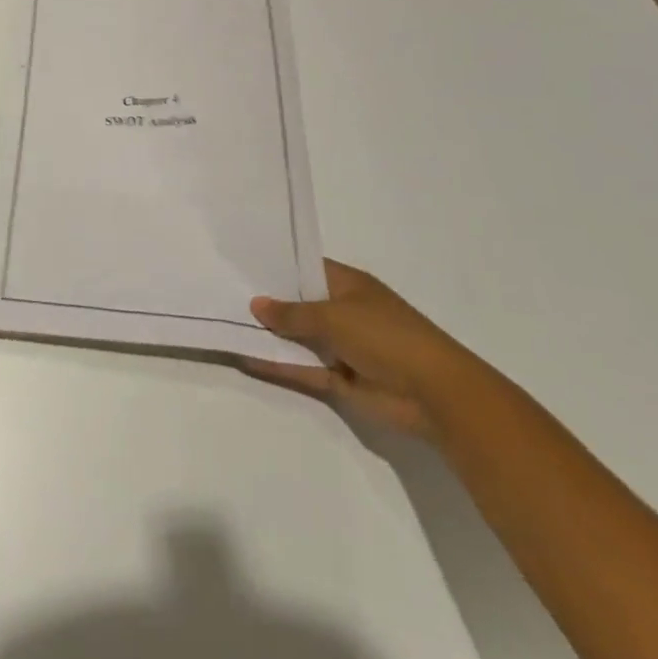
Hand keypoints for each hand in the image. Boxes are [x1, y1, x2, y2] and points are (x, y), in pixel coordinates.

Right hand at [241, 260, 484, 438]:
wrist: (435, 394)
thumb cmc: (386, 336)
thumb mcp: (333, 315)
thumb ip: (292, 312)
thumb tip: (256, 304)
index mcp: (348, 285)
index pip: (306, 269)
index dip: (277, 266)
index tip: (241, 264)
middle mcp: (343, 312)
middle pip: (299, 304)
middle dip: (267, 301)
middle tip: (222, 291)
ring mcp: (342, 347)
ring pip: (298, 338)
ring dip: (270, 335)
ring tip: (225, 323)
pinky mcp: (340, 379)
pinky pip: (302, 368)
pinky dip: (278, 365)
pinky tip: (245, 357)